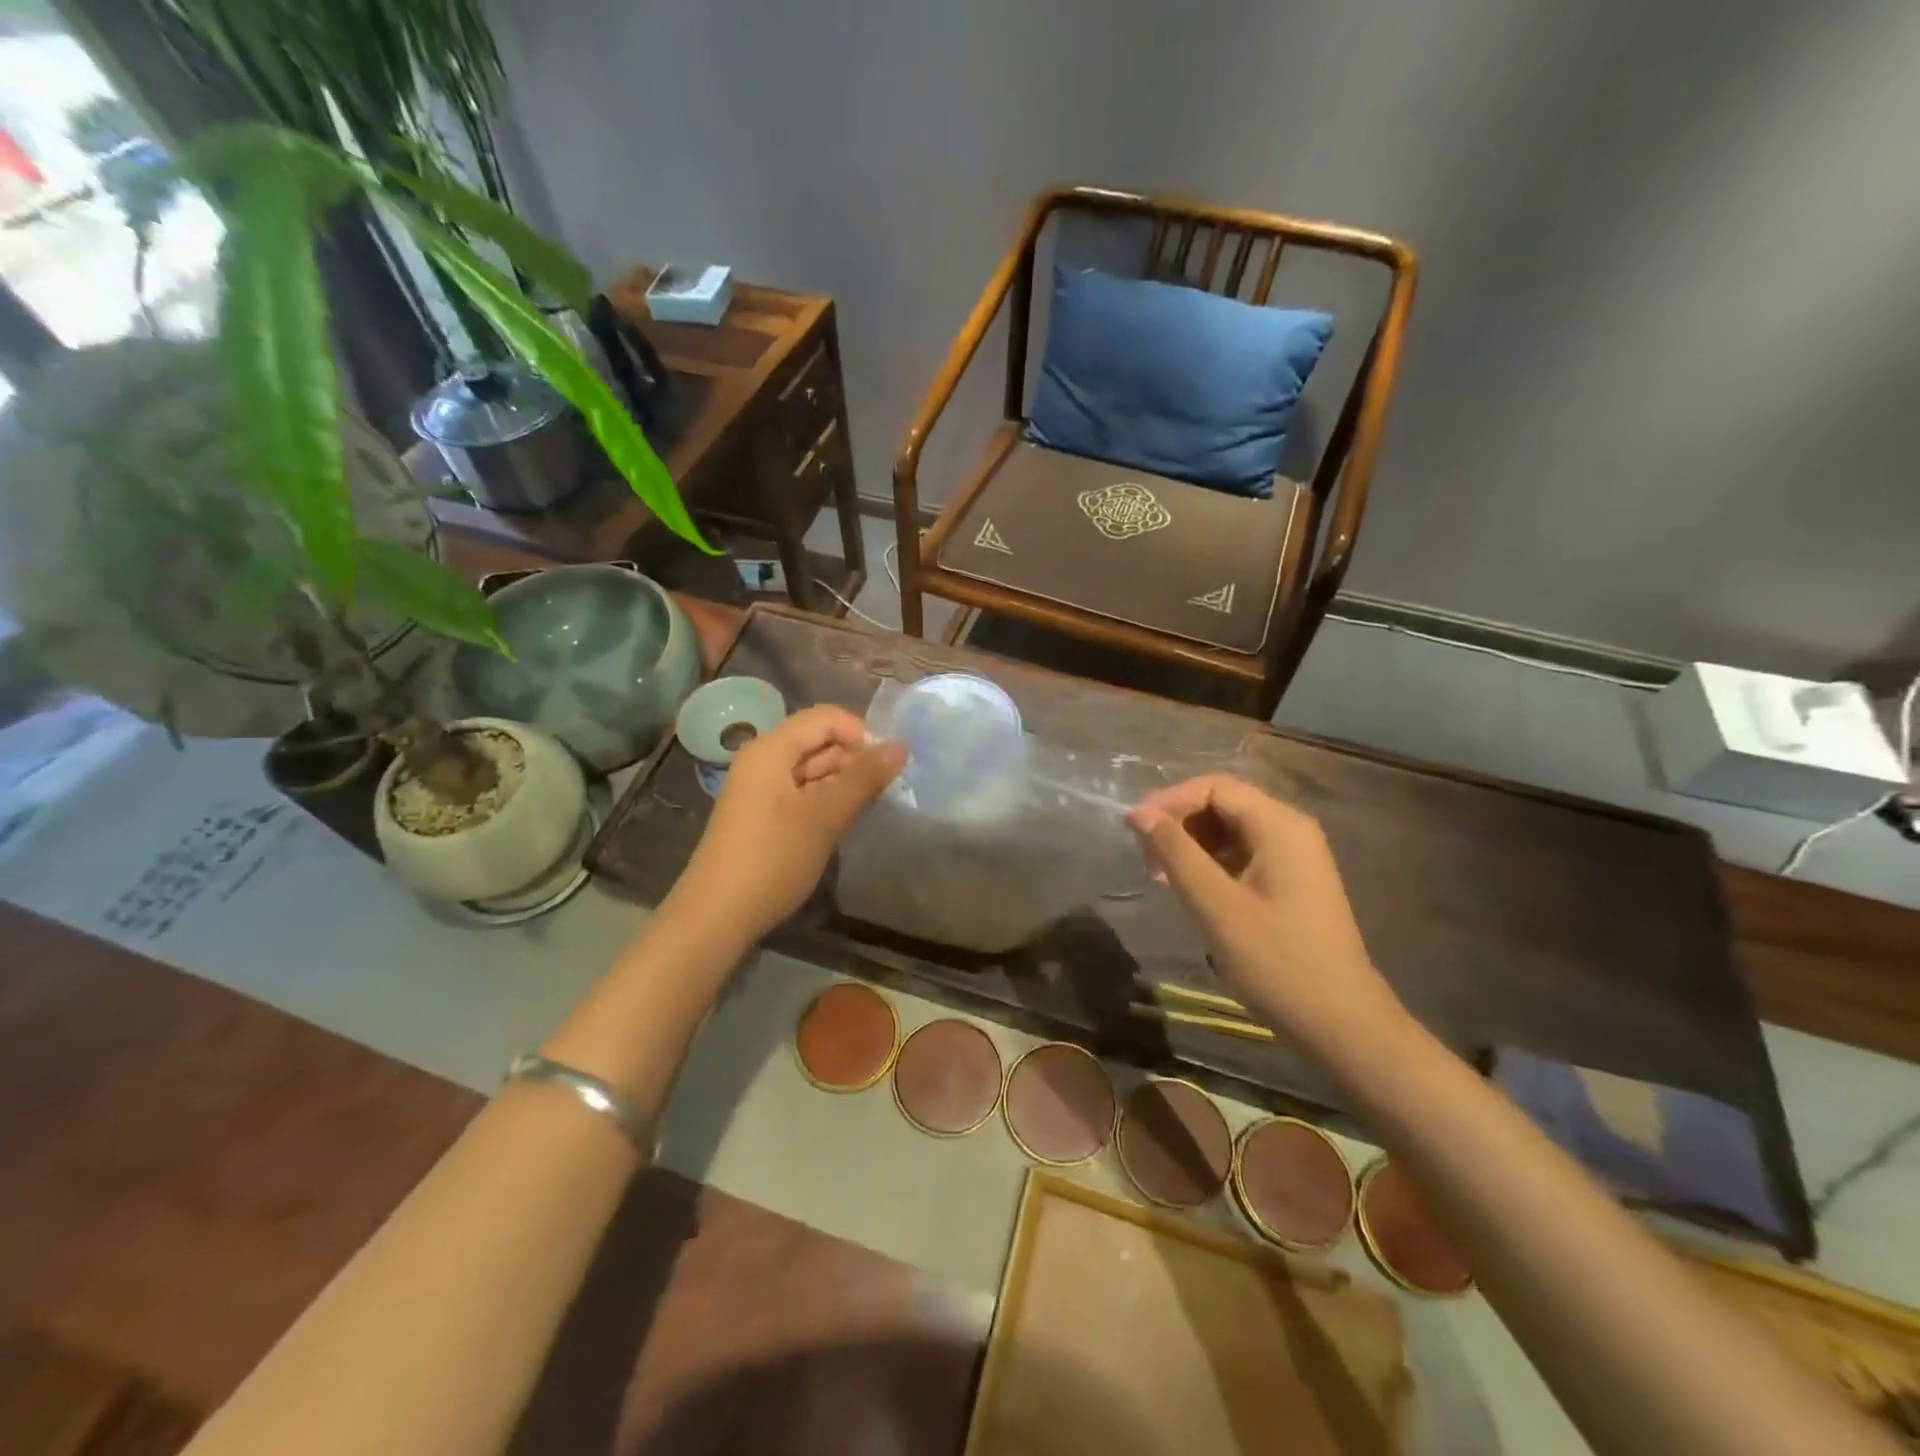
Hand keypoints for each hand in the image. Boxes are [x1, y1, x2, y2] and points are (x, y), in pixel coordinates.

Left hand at [673, 705, 905, 941]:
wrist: (717, 915)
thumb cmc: (773, 859)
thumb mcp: (825, 816)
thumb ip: (863, 778)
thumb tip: (900, 745)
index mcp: (772, 749)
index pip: (826, 718)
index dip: (860, 735)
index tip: (884, 769)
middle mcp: (763, 759)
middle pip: (818, 741)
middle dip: (853, 760)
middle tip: (881, 794)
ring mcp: (761, 788)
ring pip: (812, 769)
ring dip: (842, 783)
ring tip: (866, 809)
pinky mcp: (763, 814)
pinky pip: (801, 792)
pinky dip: (825, 800)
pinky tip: (841, 823)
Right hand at [1127, 775, 1407, 1056]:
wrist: (1341, 1023)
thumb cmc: (1276, 961)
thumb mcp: (1215, 905)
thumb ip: (1175, 852)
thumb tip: (1137, 812)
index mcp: (1279, 825)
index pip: (1213, 787)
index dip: (1169, 801)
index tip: (1133, 830)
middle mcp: (1290, 829)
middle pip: (1222, 803)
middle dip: (1178, 823)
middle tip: (1145, 858)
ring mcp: (1294, 856)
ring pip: (1230, 829)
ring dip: (1191, 844)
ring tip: (1161, 877)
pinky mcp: (1291, 881)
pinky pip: (1243, 853)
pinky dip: (1211, 862)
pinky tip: (1190, 890)